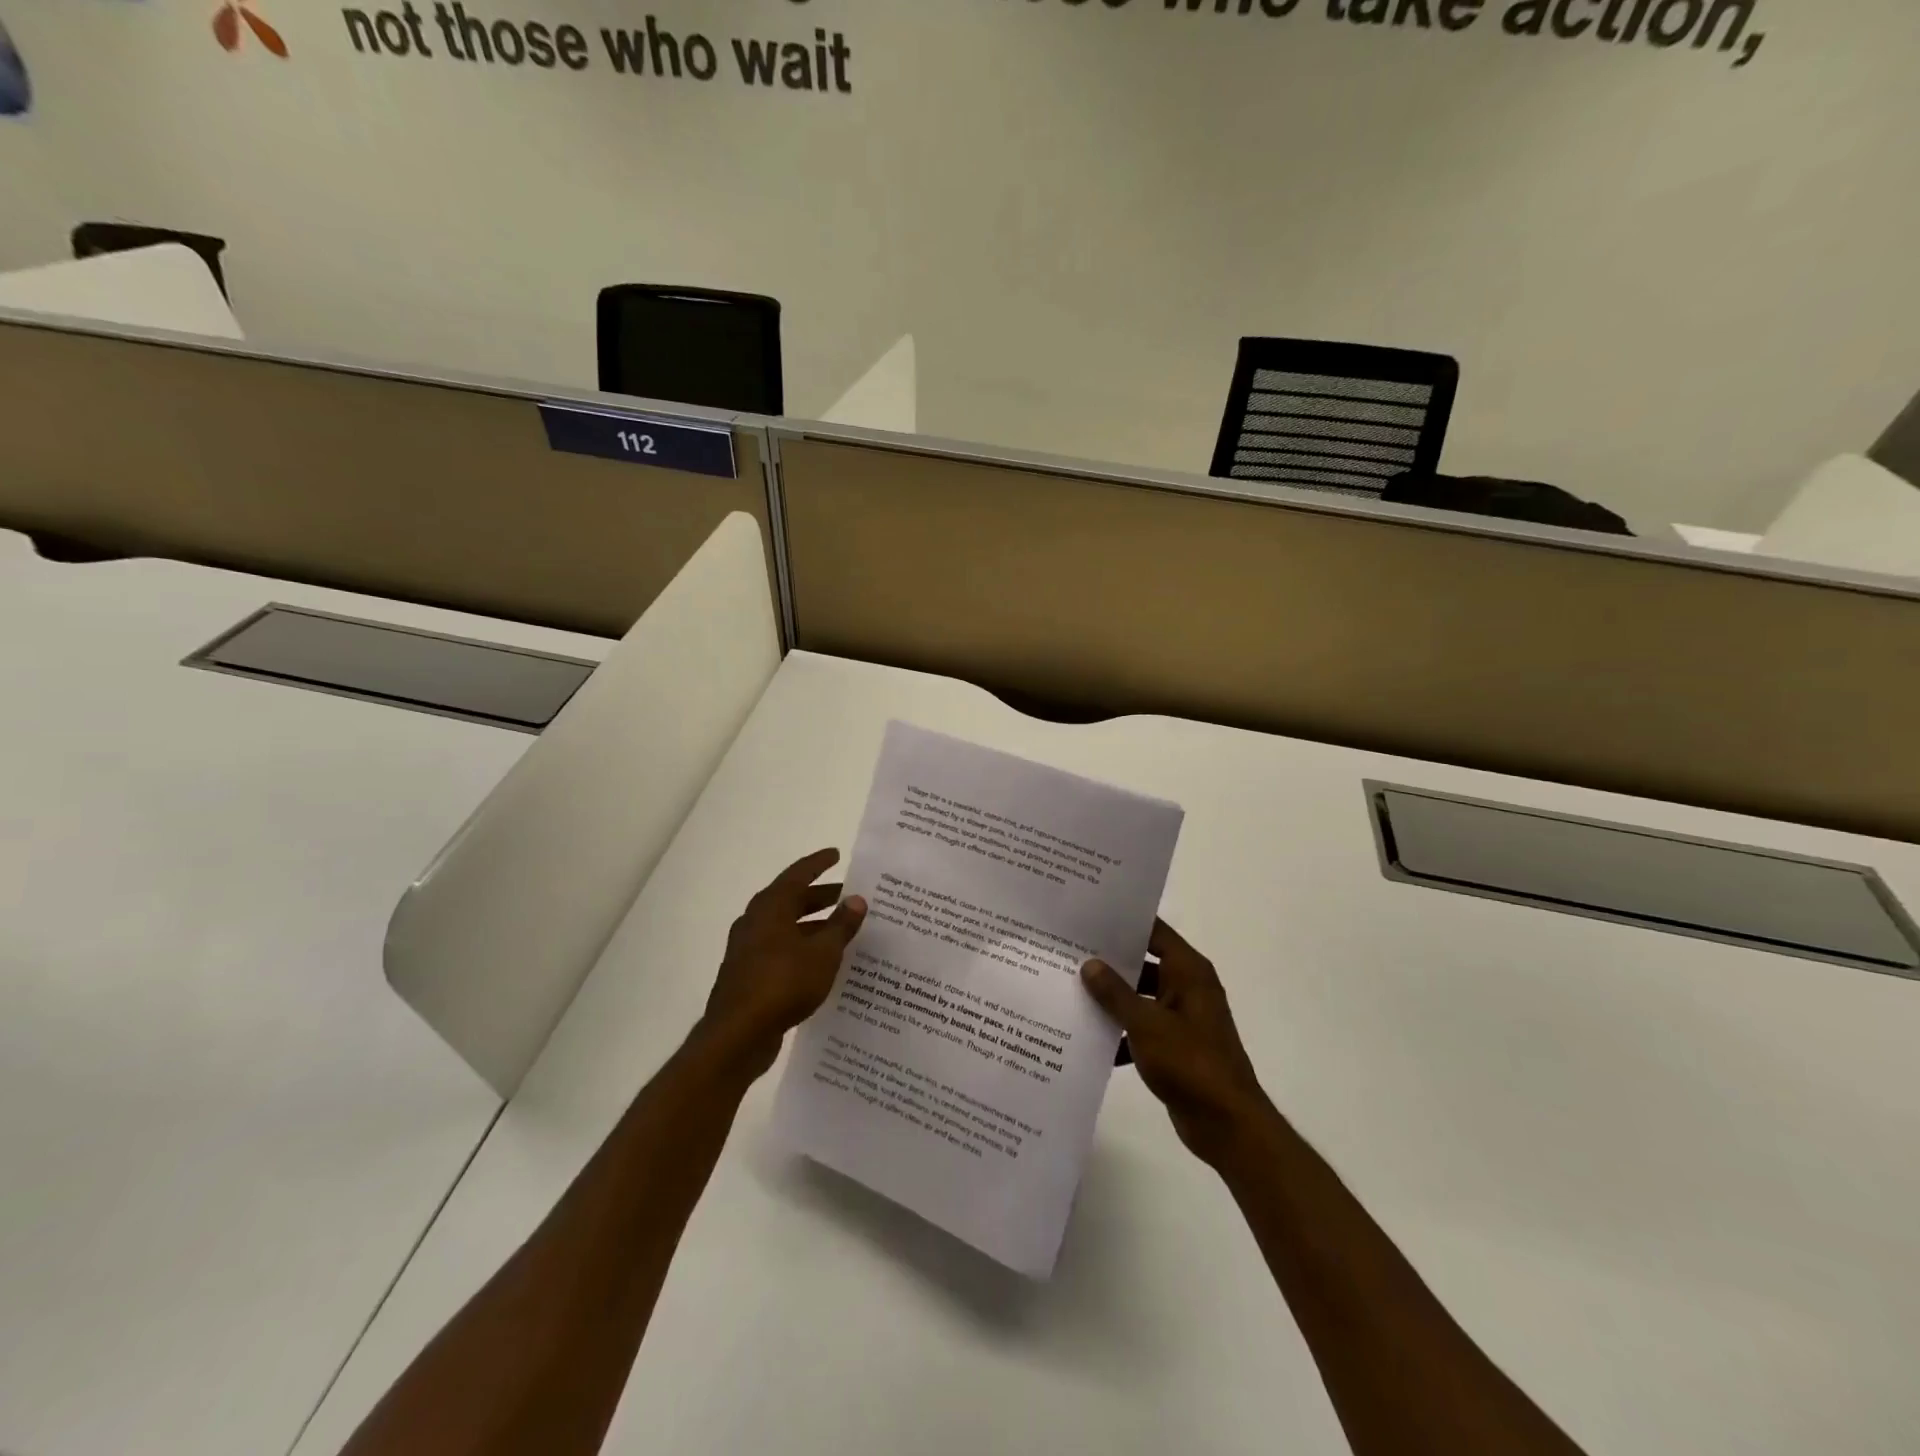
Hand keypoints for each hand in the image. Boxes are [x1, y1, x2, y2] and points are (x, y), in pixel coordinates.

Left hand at [695, 848, 867, 1081]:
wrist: (738, 1034)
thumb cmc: (783, 982)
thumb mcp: (823, 952)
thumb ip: (841, 925)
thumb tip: (857, 899)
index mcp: (771, 907)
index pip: (798, 874)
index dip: (818, 863)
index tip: (836, 854)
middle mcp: (756, 922)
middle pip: (791, 901)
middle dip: (820, 897)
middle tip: (847, 896)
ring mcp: (748, 950)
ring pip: (786, 928)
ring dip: (812, 926)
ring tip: (841, 931)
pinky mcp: (748, 975)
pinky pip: (780, 951)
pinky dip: (802, 949)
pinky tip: (821, 963)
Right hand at [1082, 919, 1273, 1167]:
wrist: (1226, 1124)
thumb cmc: (1190, 1062)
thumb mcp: (1146, 1023)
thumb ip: (1115, 993)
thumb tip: (1090, 964)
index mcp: (1188, 972)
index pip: (1154, 932)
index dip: (1125, 923)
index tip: (1090, 917)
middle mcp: (1188, 988)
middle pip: (1144, 964)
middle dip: (1110, 963)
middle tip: (1070, 954)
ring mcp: (1182, 1019)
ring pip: (1140, 998)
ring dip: (1112, 1001)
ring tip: (1070, 992)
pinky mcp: (1175, 1047)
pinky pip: (1142, 1029)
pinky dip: (1121, 1034)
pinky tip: (1088, 1040)